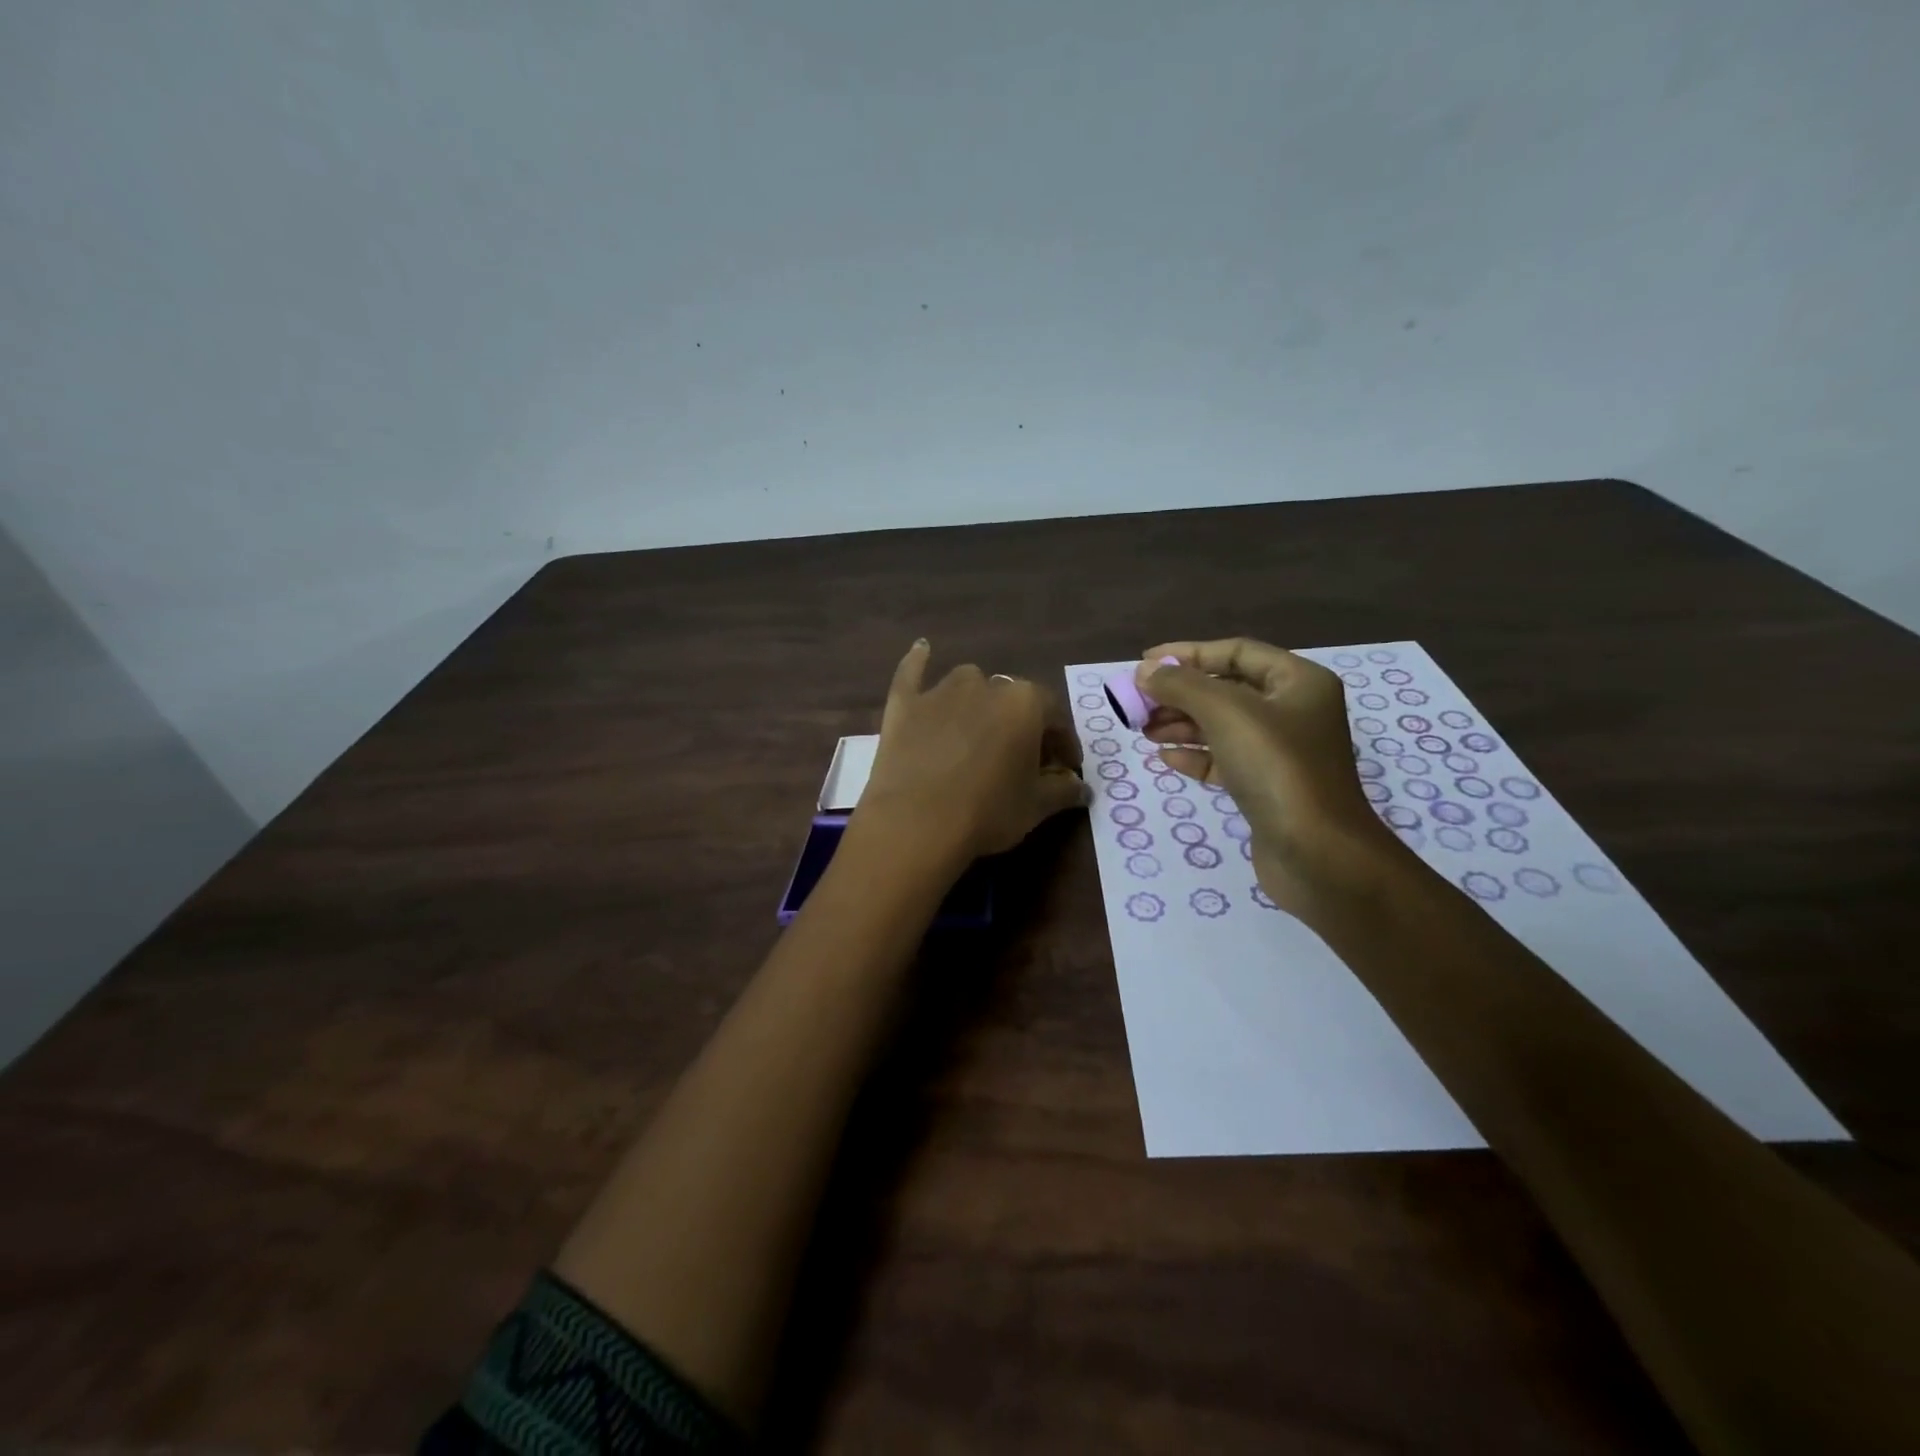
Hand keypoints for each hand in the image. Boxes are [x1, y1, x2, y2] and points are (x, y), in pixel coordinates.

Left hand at [858, 639, 1089, 862]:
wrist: (914, 825)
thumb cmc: (987, 813)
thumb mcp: (1036, 807)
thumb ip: (1064, 790)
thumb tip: (1082, 788)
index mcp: (1025, 703)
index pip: (1056, 717)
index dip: (1064, 744)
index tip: (1066, 767)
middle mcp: (986, 685)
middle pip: (1013, 700)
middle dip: (1023, 725)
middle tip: (1024, 758)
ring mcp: (940, 691)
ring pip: (969, 685)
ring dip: (979, 701)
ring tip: (980, 731)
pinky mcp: (904, 704)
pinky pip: (912, 673)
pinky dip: (918, 662)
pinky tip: (922, 648)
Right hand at [1138, 637, 1401, 913]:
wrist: (1318, 854)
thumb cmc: (1277, 768)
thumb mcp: (1225, 713)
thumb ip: (1181, 685)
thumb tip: (1144, 671)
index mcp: (1298, 682)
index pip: (1236, 652)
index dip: (1188, 653)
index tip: (1144, 664)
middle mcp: (1294, 711)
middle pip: (1226, 689)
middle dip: (1180, 693)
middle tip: (1137, 702)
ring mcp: (1282, 752)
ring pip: (1222, 726)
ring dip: (1181, 724)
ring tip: (1143, 730)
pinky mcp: (1268, 787)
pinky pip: (1224, 759)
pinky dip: (1194, 755)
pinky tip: (1165, 758)